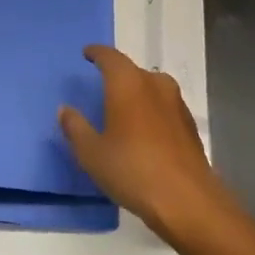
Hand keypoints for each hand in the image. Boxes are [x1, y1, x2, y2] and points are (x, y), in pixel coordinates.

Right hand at [60, 45, 226, 236]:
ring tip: (124, 110)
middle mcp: (154, 83)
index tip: (87, 53)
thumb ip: (76, 128)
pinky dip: (151, 111)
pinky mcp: (189, 124)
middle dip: (117, 75)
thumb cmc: (133, 170)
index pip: (110, 57)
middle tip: (102, 87)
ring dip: (137, 93)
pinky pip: (164, 107)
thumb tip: (65, 109)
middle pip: (132, 70)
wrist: (188, 200)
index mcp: (128, 82)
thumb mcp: (92, 154)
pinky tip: (145, 132)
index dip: (97, 53)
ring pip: (151, 87)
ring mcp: (176, 102)